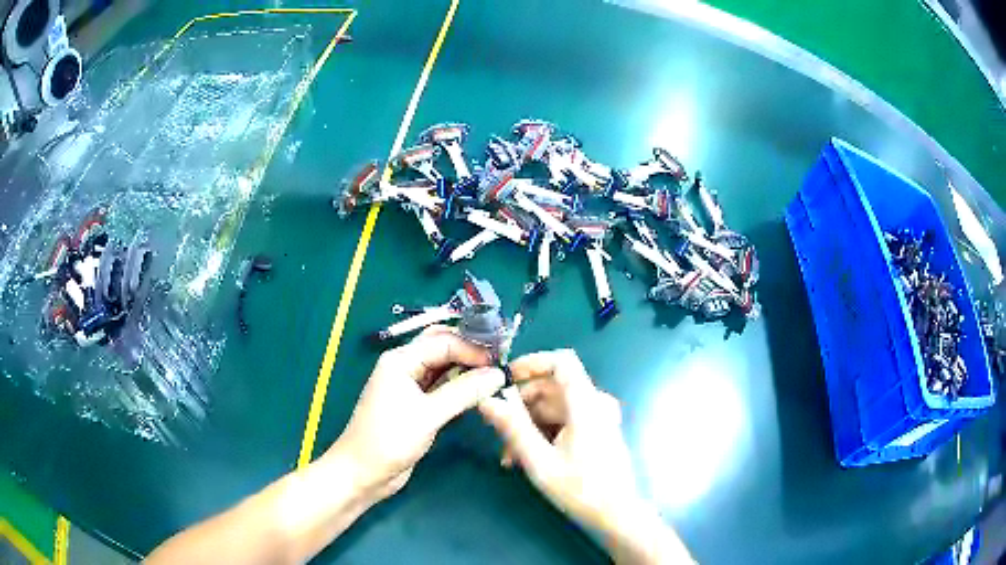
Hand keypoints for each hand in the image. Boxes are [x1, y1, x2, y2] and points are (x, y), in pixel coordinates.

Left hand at [326, 326, 504, 503]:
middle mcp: (406, 366)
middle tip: (500, 361)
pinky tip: (479, 391)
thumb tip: (499, 374)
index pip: (444, 341)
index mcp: (401, 359)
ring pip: (444, 366)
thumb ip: (464, 392)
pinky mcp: (418, 404)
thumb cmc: (389, 439)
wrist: (365, 472)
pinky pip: (443, 386)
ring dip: (467, 368)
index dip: (473, 349)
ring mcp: (411, 385)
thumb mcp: (428, 415)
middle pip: (442, 346)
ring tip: (496, 375)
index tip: (502, 361)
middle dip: (470, 351)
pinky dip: (461, 386)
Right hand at [478, 350, 692, 563]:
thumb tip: (487, 399)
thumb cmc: (581, 489)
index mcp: (586, 404)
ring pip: (553, 407)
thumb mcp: (539, 461)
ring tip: (509, 456)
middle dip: (521, 406)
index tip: (504, 379)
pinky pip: (563, 420)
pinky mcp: (595, 431)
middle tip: (498, 432)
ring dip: (528, 425)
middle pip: (551, 387)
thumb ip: (513, 428)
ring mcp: (597, 417)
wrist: (617, 515)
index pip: (561, 361)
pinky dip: (543, 433)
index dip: (531, 363)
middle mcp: (595, 403)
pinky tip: (526, 458)